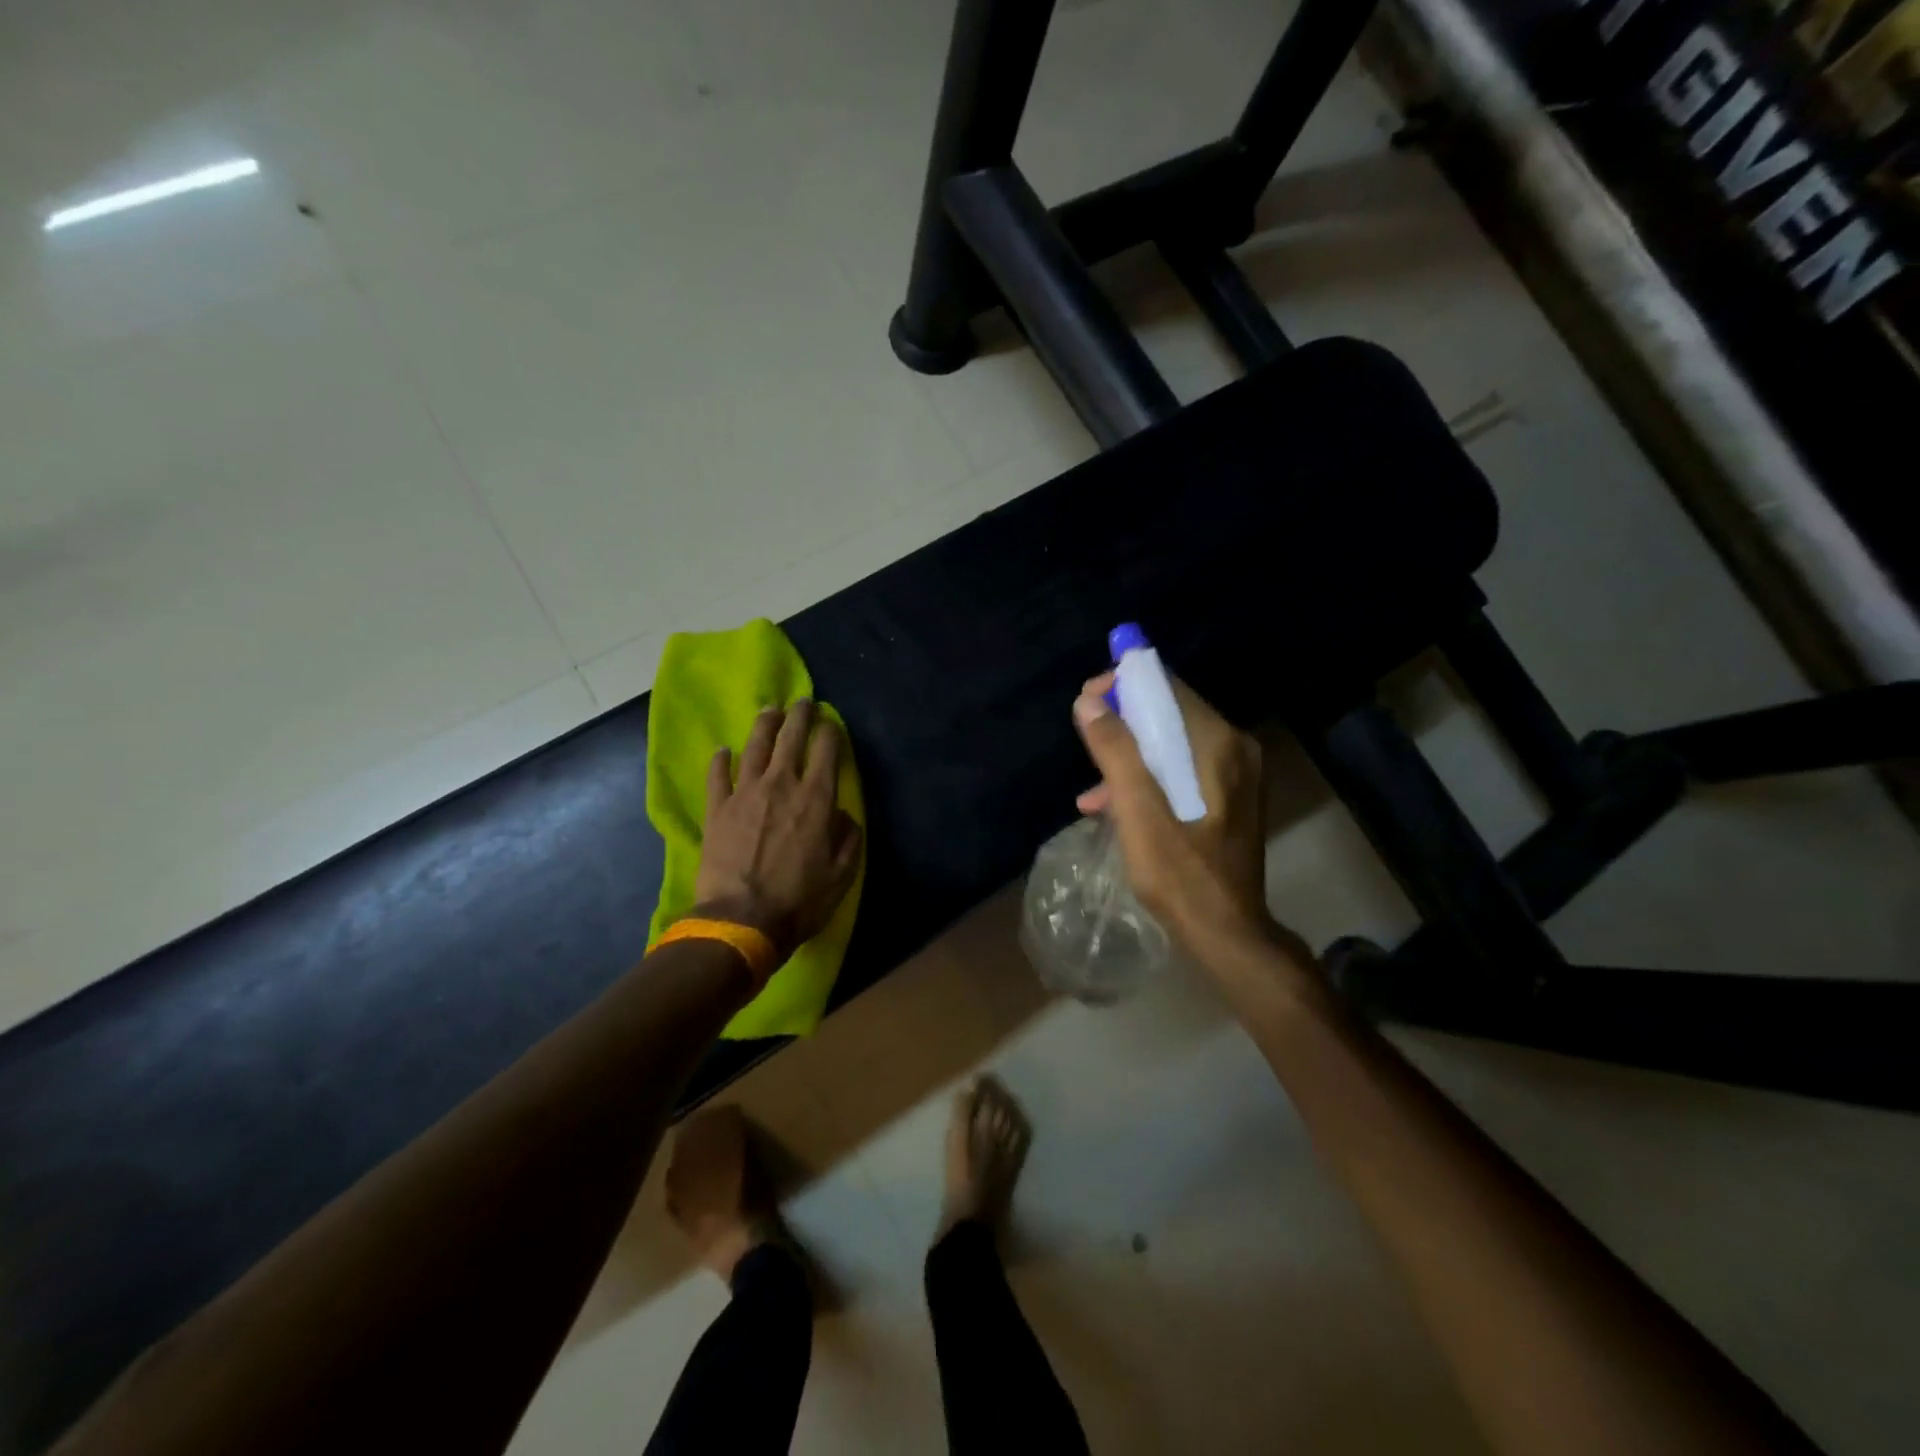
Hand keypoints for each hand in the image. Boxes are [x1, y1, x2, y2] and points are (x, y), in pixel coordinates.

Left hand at [693, 700, 861, 962]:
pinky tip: (723, 750)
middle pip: (790, 737)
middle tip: (803, 701)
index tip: (832, 724)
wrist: (742, 920)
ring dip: (764, 725)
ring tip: (770, 711)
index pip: (827, 750)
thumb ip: (848, 836)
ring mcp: (745, 793)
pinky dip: (721, 760)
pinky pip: (718, 775)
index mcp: (816, 798)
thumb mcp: (843, 873)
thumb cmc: (800, 900)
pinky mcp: (717, 809)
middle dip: (800, 715)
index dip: (831, 731)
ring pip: (755, 746)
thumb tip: (842, 814)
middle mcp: (781, 784)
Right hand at [1072, 673, 1275, 962]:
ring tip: (1091, 786)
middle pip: (1171, 713)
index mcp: (1220, 745)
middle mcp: (1235, 749)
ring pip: (1172, 744)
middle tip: (1084, 734)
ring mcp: (1235, 775)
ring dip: (1130, 755)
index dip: (1124, 684)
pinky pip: (1181, 770)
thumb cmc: (1181, 874)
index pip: (1169, 688)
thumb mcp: (1138, 812)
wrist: (1226, 934)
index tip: (1087, 699)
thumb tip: (1089, 701)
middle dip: (1122, 720)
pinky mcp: (1228, 799)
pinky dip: (1148, 778)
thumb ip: (1115, 752)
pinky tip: (1111, 806)